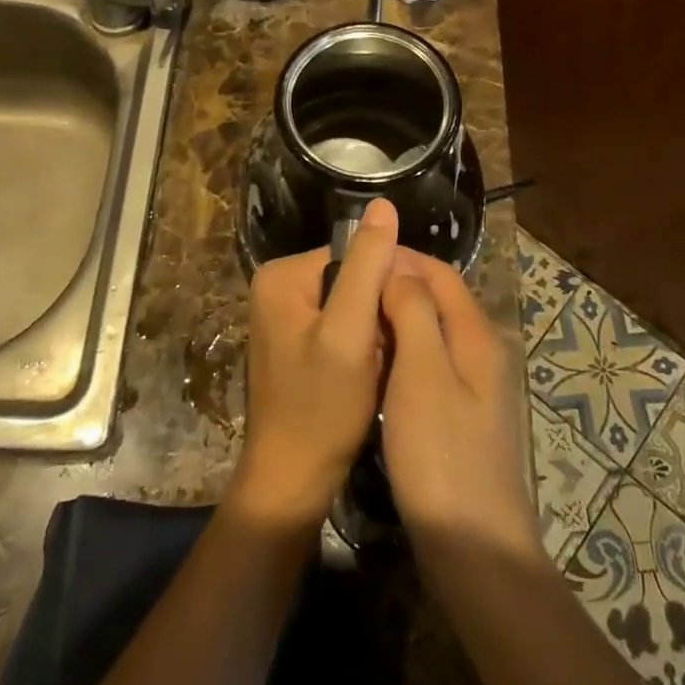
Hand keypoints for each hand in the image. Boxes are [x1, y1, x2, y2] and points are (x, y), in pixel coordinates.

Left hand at [232, 199, 399, 528]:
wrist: (292, 481)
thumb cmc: (321, 408)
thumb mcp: (349, 332)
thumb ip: (367, 267)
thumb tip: (383, 204)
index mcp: (281, 275)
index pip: (354, 254)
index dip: (388, 283)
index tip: (408, 318)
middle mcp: (276, 286)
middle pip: (352, 278)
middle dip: (379, 310)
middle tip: (393, 348)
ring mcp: (284, 316)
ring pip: (352, 304)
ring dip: (374, 330)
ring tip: (383, 363)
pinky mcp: (295, 342)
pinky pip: (341, 326)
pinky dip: (362, 345)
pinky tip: (370, 372)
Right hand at [379, 251, 544, 570]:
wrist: (473, 547)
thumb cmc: (441, 454)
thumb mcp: (422, 373)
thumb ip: (414, 312)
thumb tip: (400, 268)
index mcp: (477, 335)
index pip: (440, 273)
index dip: (402, 259)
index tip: (357, 257)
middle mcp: (481, 353)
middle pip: (438, 300)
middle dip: (396, 286)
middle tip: (348, 289)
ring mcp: (473, 388)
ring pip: (431, 333)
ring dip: (396, 320)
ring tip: (355, 321)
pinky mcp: (459, 417)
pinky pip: (428, 365)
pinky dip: (402, 353)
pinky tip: (375, 366)